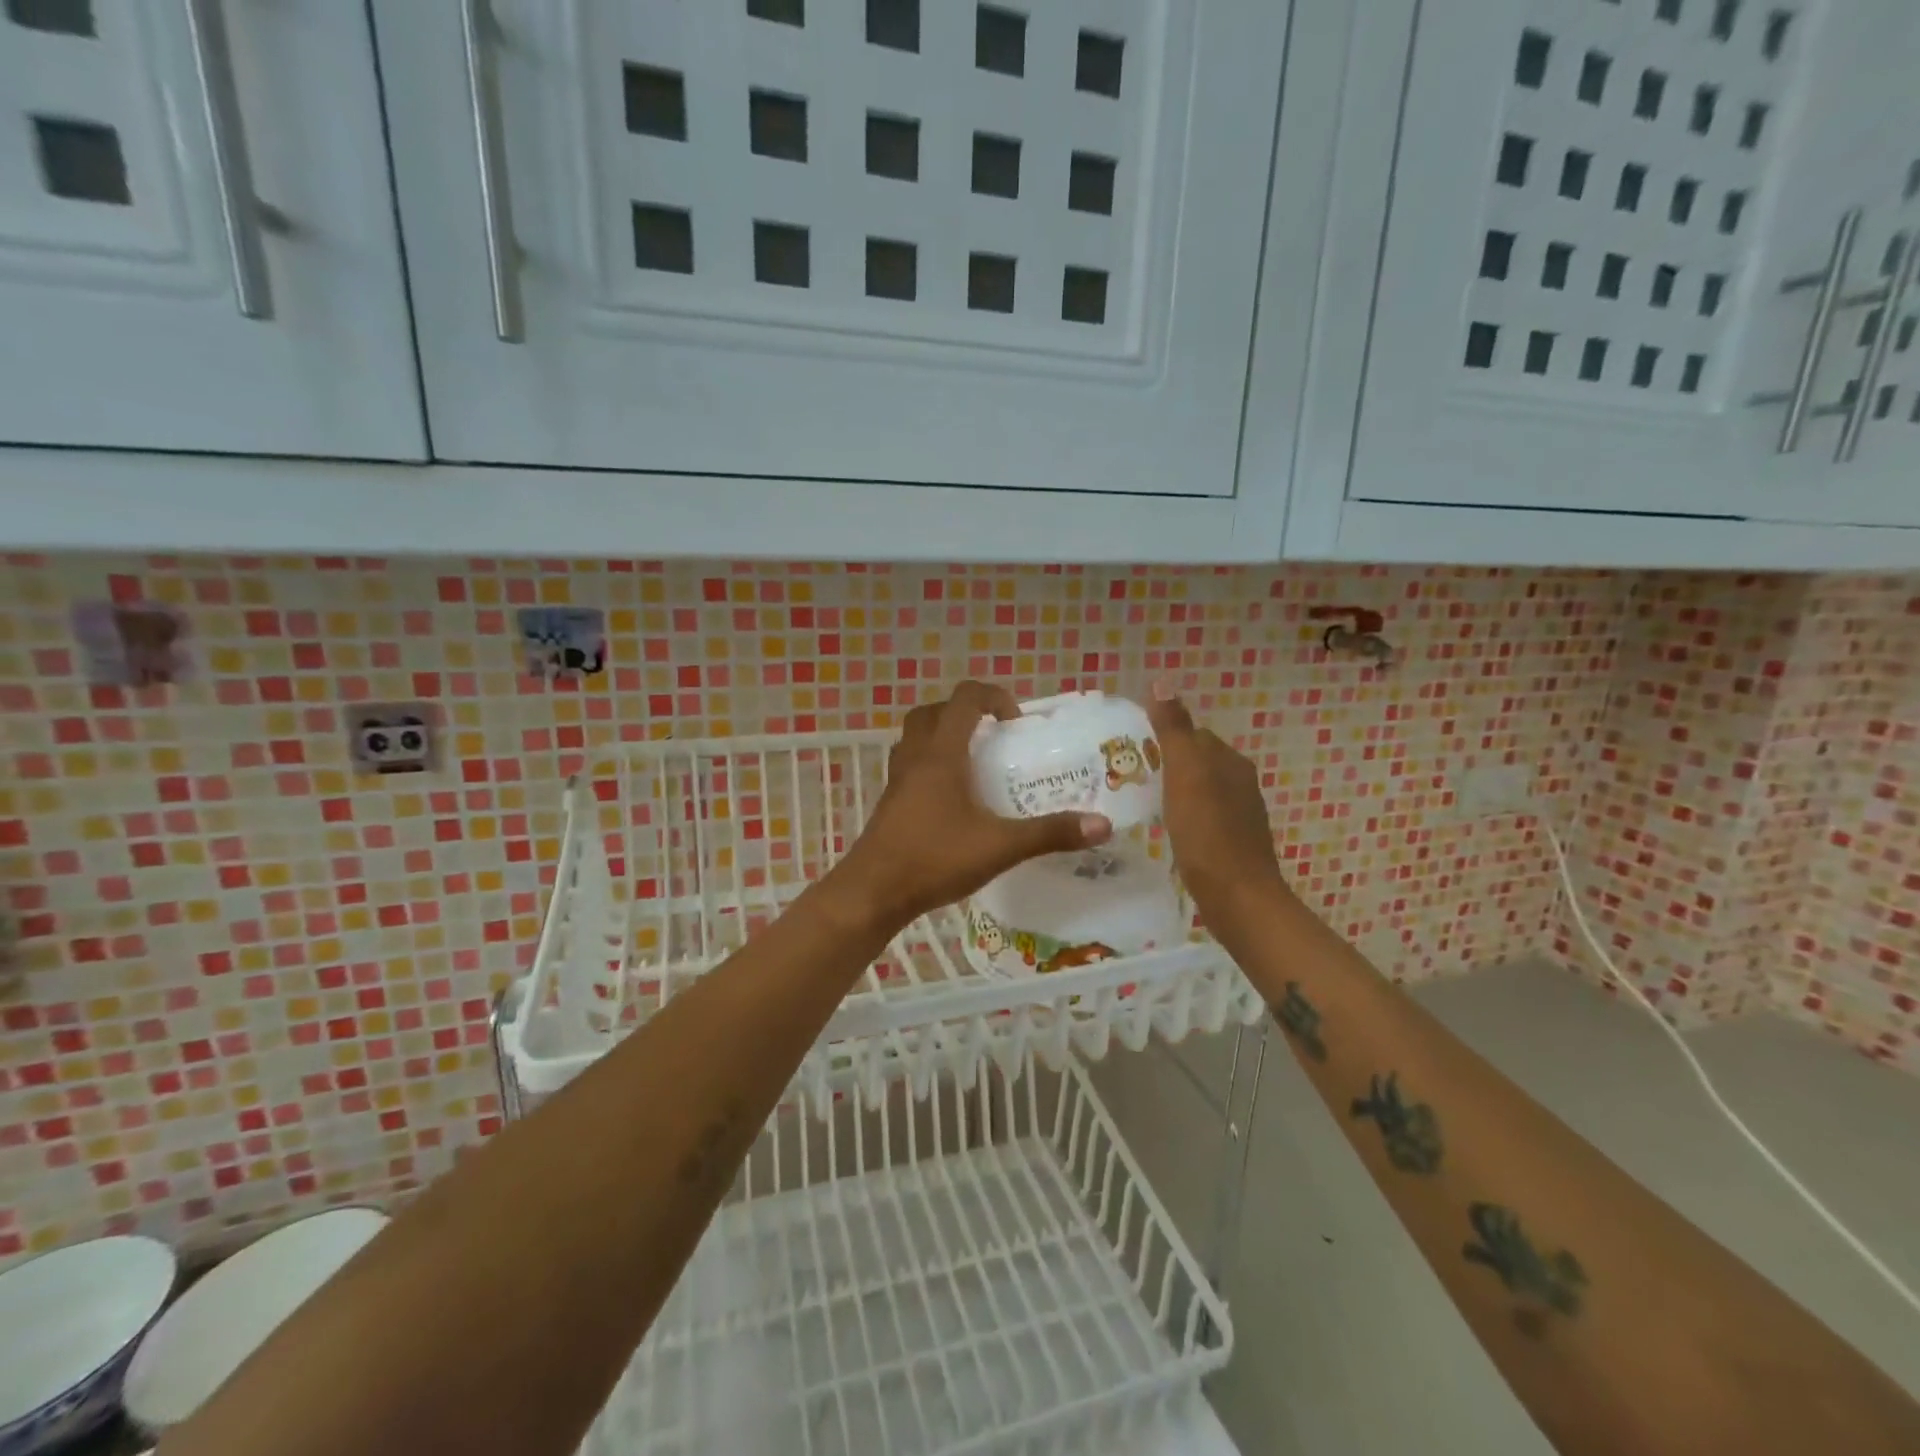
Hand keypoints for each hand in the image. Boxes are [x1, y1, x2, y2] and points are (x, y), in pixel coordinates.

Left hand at [832, 681, 1112, 932]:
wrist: (873, 892)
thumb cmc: (934, 859)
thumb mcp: (1000, 846)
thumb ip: (1050, 833)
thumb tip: (1102, 825)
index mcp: (941, 753)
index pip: (964, 698)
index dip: (993, 696)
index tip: (1016, 721)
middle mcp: (915, 756)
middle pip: (934, 711)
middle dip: (965, 713)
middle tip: (994, 737)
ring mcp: (897, 779)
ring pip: (916, 737)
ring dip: (944, 736)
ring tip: (975, 763)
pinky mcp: (890, 801)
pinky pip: (911, 764)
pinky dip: (932, 764)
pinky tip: (953, 798)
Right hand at [1148, 686, 1287, 938]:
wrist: (1238, 899)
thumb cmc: (1207, 832)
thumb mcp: (1185, 773)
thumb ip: (1174, 729)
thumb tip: (1163, 681)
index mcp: (1229, 761)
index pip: (1193, 734)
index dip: (1162, 737)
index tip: (1128, 751)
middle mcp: (1239, 782)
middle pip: (1196, 762)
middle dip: (1165, 764)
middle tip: (1126, 777)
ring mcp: (1238, 815)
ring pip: (1198, 790)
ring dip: (1172, 791)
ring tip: (1138, 802)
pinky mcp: (1231, 843)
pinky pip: (1201, 817)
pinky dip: (1181, 817)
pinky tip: (1163, 831)